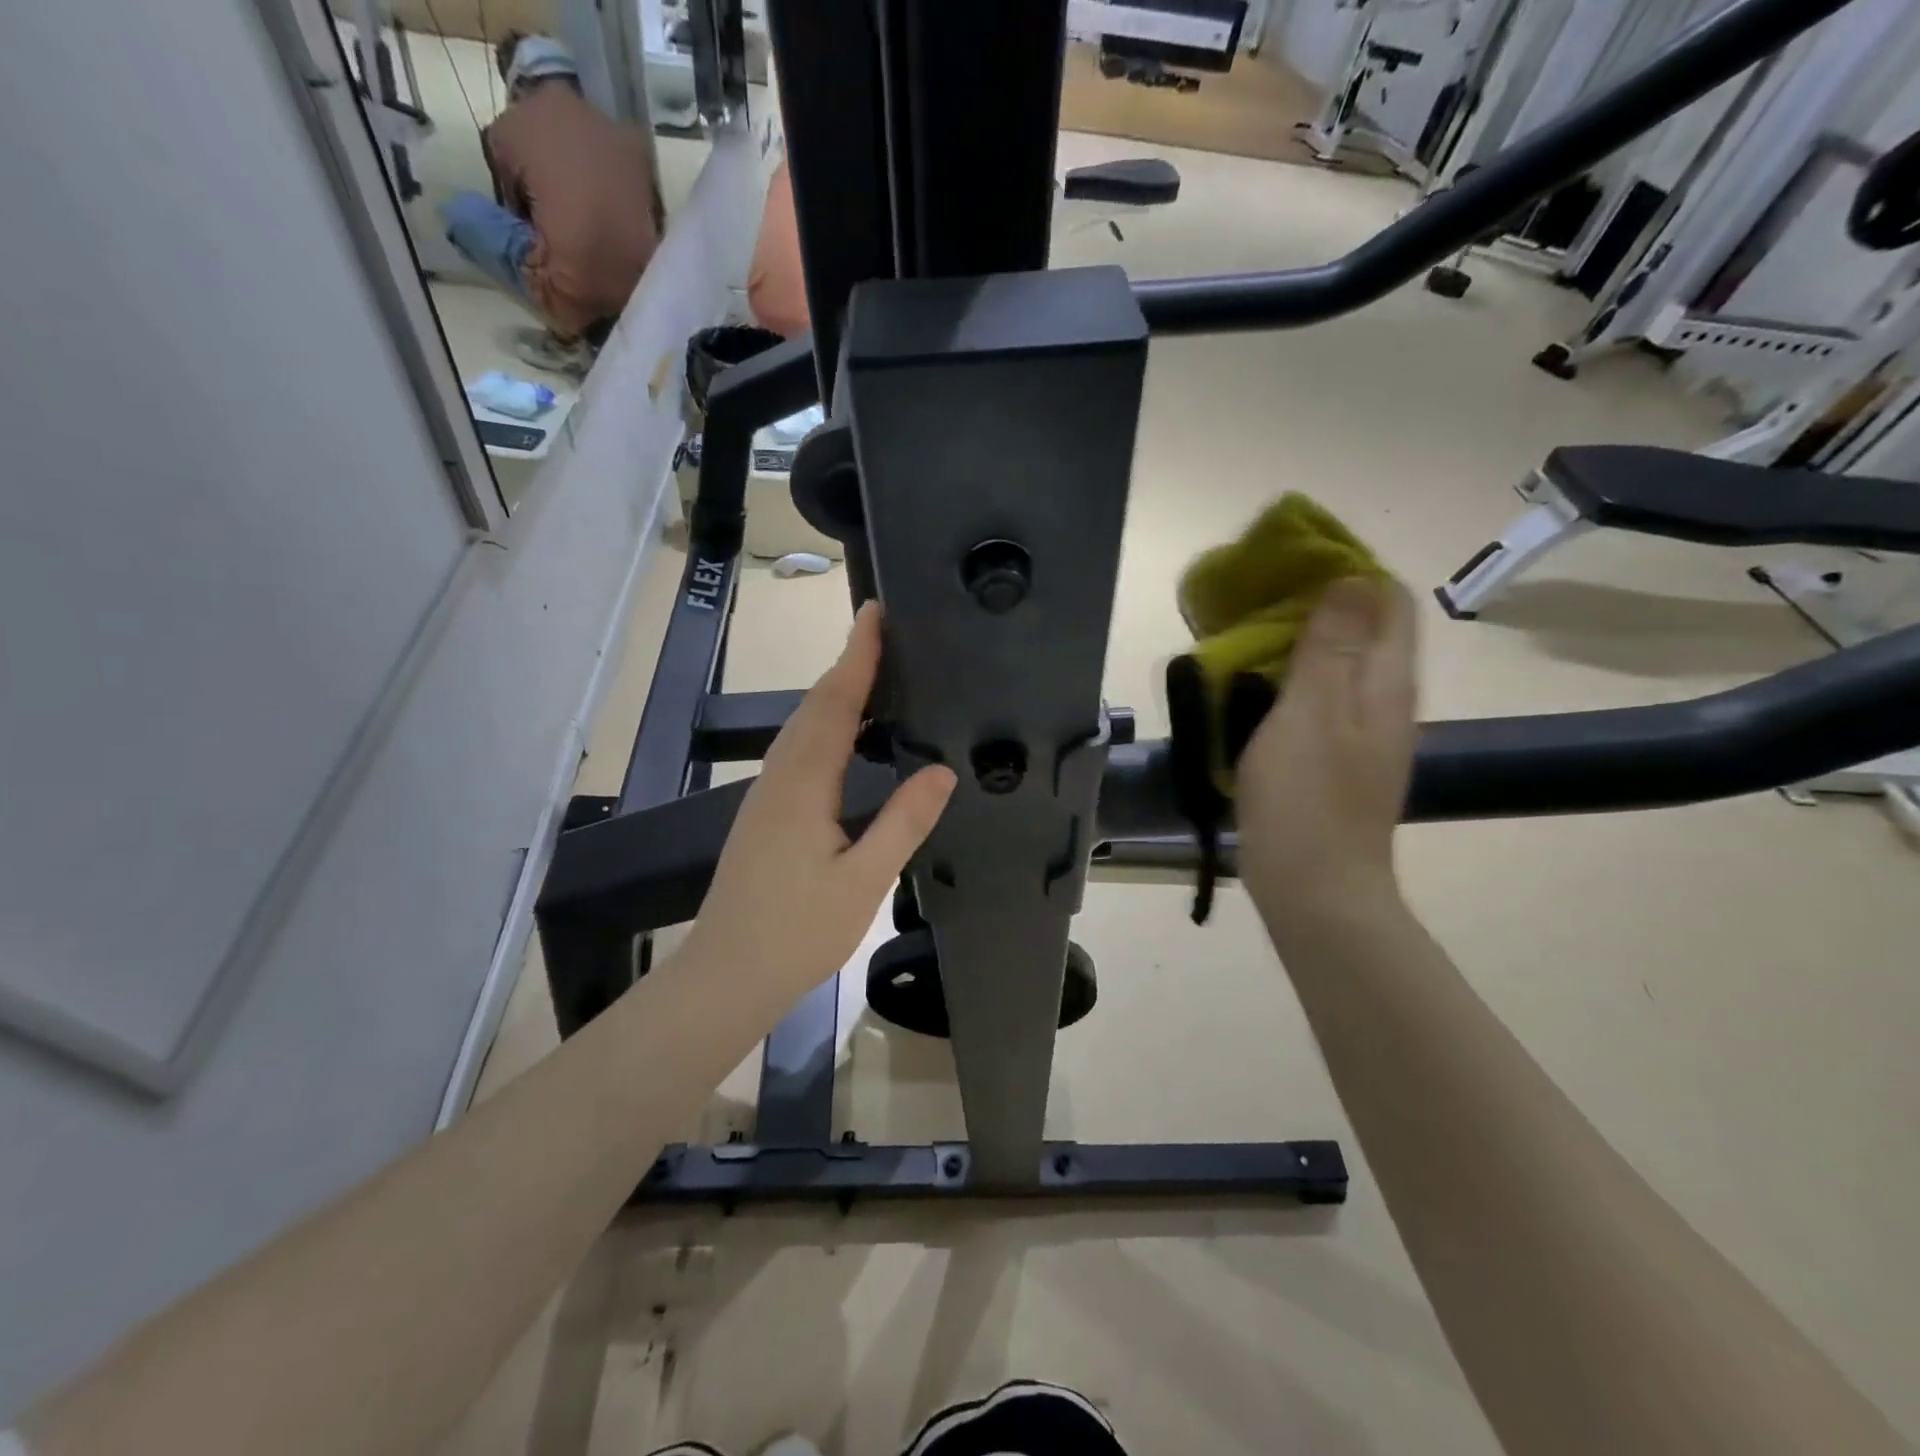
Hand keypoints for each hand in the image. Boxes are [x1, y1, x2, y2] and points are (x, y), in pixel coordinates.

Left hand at [685, 603, 956, 1002]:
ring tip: (875, 673)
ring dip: (836, 692)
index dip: (857, 655)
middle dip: (849, 663)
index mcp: (804, 783)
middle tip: (887, 633)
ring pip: (803, 726)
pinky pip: (800, 750)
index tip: (876, 612)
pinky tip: (847, 737)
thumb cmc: (797, 932)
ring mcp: (768, 794)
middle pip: (816, 705)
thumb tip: (943, 770)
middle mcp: (781, 776)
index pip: (834, 702)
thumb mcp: (863, 880)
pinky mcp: (766, 812)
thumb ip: (904, 822)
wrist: (726, 974)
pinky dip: (826, 724)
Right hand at [1237, 577, 1418, 927]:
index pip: (1387, 599)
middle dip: (1315, 604)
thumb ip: (1331, 644)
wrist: (1315, 889)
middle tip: (1255, 601)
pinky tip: (1252, 690)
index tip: (1288, 565)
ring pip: (1338, 665)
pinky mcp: (1336, 759)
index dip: (1346, 571)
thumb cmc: (1307, 798)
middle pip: (1364, 629)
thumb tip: (1351, 576)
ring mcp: (1362, 733)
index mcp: (1386, 681)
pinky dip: (1289, 681)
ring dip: (1297, 643)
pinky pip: (1318, 700)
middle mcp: (1385, 700)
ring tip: (1244, 637)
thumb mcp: (1312, 712)